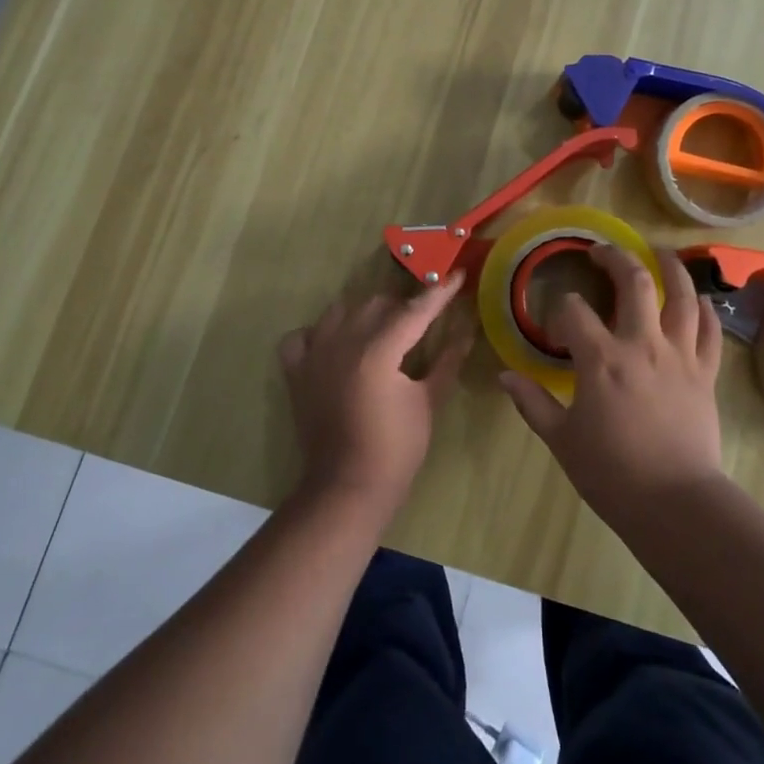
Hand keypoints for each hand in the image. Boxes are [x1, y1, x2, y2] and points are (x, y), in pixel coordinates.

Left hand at [279, 273, 471, 521]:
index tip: (457, 275)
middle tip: (424, 321)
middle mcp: (343, 342)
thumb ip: (447, 360)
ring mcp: (314, 355)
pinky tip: (335, 345)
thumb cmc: (396, 448)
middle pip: (378, 304)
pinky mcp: (296, 372)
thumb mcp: (429, 401)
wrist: (347, 488)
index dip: (439, 292)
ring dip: (365, 314)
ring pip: (341, 311)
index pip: (415, 310)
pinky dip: (318, 333)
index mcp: (378, 350)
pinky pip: (302, 335)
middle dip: (404, 307)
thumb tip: (467, 330)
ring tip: (382, 333)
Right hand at [498, 246, 724, 526]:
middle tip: (602, 253)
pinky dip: (705, 310)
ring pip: (681, 296)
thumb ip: (533, 403)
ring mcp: (679, 355)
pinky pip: (709, 331)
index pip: (573, 311)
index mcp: (601, 359)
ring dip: (671, 268)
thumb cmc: (611, 473)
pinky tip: (698, 300)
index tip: (556, 328)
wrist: (674, 503)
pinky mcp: (705, 373)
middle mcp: (642, 344)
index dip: (560, 311)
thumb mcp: (562, 439)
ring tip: (660, 253)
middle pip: (634, 282)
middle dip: (615, 259)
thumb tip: (505, 376)